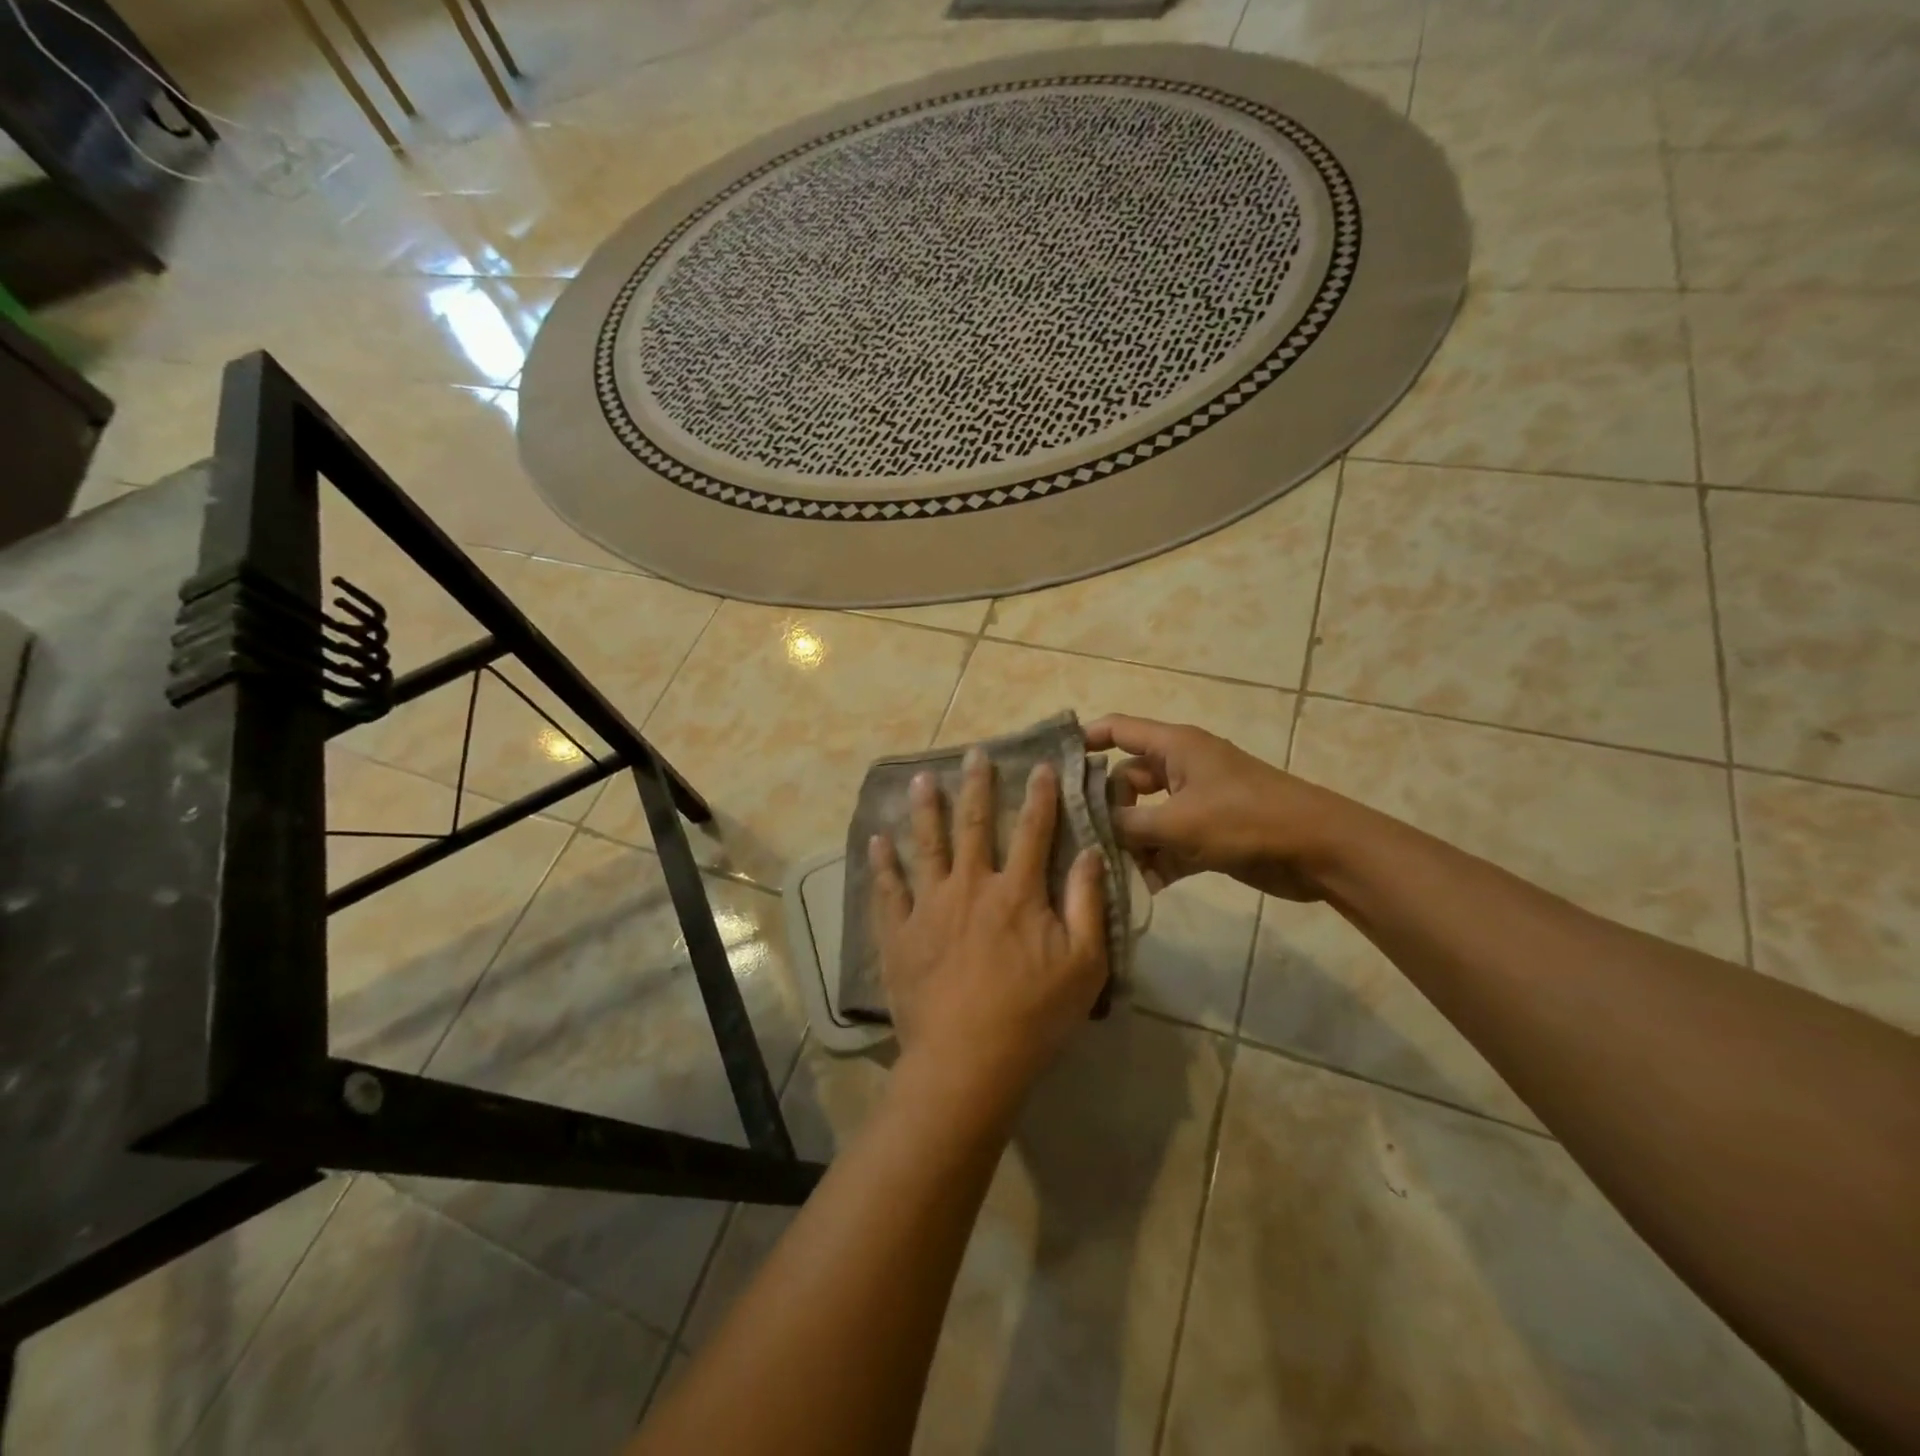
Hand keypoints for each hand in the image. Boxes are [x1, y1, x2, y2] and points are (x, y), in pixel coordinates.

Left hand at [869, 749, 1108, 1111]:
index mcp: (1017, 892)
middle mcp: (971, 886)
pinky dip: (881, 864)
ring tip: (921, 780)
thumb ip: (1088, 904)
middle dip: (976, 786)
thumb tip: (1091, 853)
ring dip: (925, 810)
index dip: (1040, 796)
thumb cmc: (1034, 1015)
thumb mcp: (1084, 964)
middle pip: (974, 825)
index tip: (1041, 764)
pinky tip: (876, 841)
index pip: (1033, 831)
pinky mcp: (899, 933)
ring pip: (926, 846)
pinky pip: (888, 890)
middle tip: (974, 753)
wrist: (967, 1061)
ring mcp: (929, 907)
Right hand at [1084, 714, 1352, 901]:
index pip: (1117, 730)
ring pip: (1145, 817)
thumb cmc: (1245, 820)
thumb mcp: (1177, 822)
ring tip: (1107, 870)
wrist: (1318, 850)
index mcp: (1173, 747)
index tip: (1050, 764)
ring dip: (1130, 843)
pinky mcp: (1208, 834)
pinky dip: (1155, 863)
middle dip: (1105, 809)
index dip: (1084, 740)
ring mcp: (1195, 803)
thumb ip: (1128, 825)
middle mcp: (1180, 769)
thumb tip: (1094, 829)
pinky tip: (1140, 889)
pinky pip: (1168, 844)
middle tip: (1078, 838)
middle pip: (1126, 780)